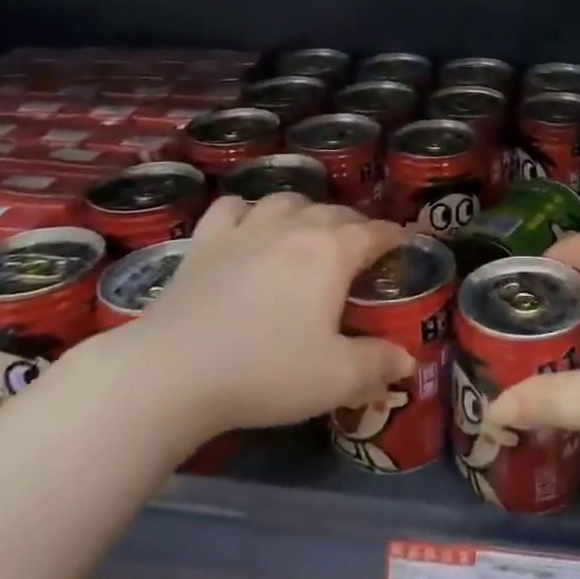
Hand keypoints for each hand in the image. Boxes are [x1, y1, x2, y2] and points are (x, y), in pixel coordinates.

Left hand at [104, 193, 410, 447]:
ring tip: (307, 228)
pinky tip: (246, 225)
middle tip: (360, 247)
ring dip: (304, 209)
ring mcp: (245, 230)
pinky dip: (246, 210)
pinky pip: (231, 208)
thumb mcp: (335, 378)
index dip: (393, 236)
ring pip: (286, 200)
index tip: (402, 244)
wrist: (172, 373)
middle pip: (334, 212)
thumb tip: (407, 360)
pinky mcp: (204, 241)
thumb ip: (377, 365)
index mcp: (331, 252)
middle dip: (354, 224)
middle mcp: (293, 228)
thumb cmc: (265, 371)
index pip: (374, 232)